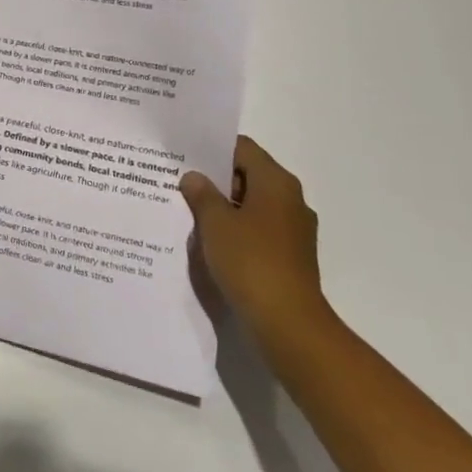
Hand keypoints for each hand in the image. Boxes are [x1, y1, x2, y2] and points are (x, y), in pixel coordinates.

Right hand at [181, 136, 327, 345]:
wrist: (288, 323)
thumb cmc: (250, 261)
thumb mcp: (215, 223)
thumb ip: (201, 194)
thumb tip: (194, 177)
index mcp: (276, 183)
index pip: (242, 148)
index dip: (212, 148)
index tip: (184, 153)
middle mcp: (290, 200)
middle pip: (248, 175)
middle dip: (214, 178)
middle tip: (179, 181)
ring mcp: (293, 230)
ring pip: (251, 204)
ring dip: (223, 206)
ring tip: (188, 211)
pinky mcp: (290, 256)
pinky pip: (257, 230)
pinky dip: (235, 229)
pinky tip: (209, 241)